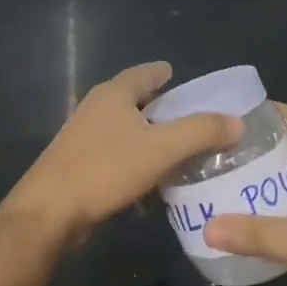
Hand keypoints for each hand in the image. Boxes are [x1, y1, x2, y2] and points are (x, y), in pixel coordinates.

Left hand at [7, 62, 241, 241]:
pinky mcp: (77, 164)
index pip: (144, 73)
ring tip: (176, 150)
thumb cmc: (106, 170)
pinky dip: (135, 161)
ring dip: (148, 137)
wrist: (49, 212)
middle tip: (189, 117)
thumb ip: (201, 132)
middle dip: (160, 107)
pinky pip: (115, 155)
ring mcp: (82, 137)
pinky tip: (150, 182)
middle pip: (133, 100)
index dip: (163, 73)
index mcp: (113, 94)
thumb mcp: (162, 149)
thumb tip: (237, 122)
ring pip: (124, 130)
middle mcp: (95, 108)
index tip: (179, 76)